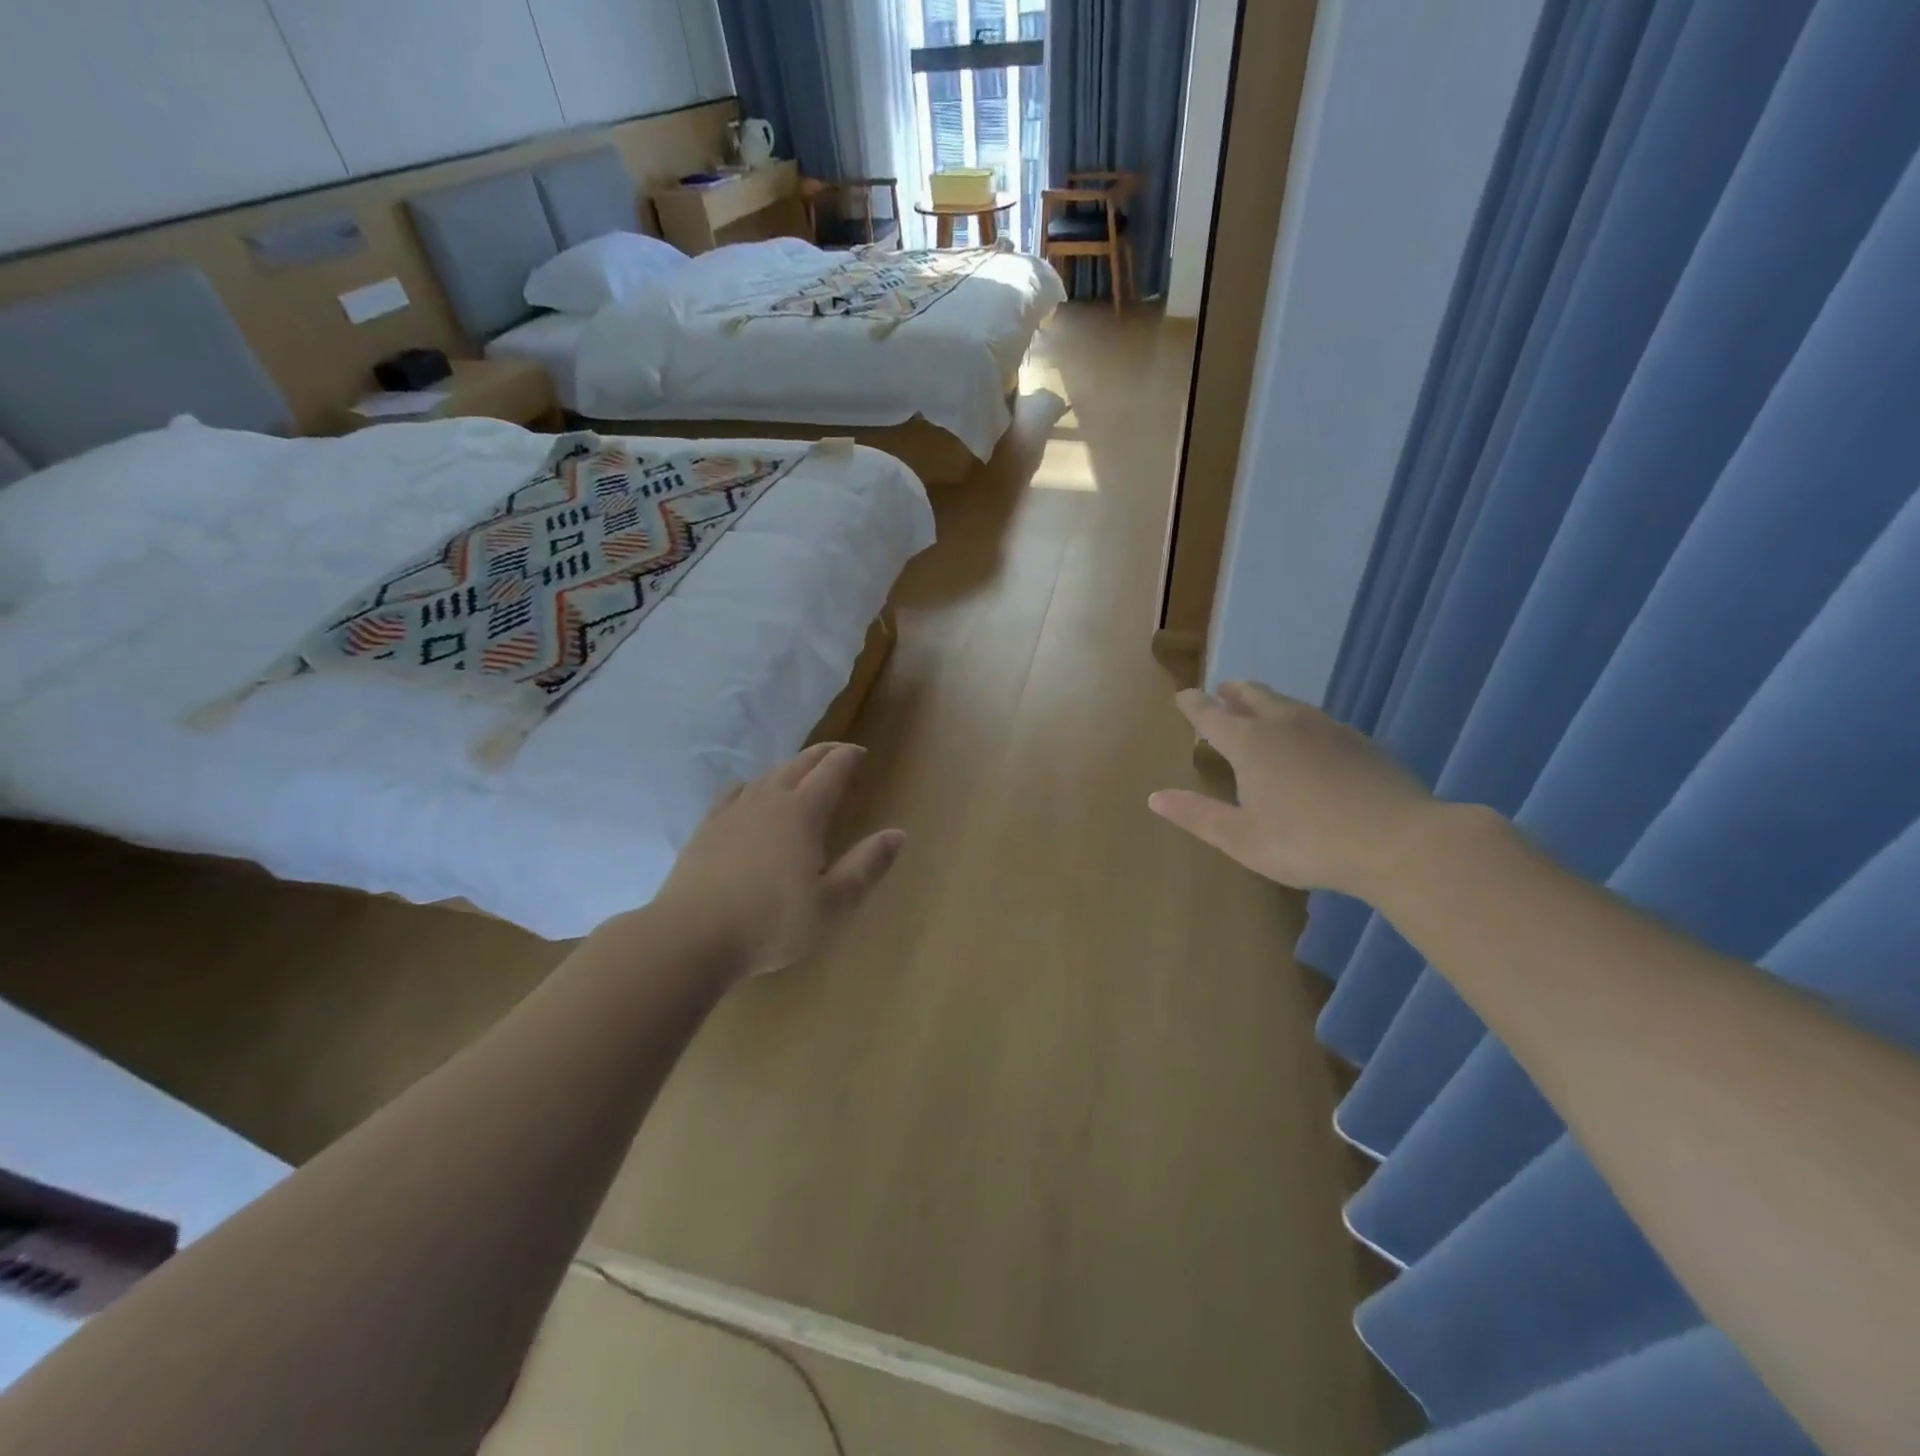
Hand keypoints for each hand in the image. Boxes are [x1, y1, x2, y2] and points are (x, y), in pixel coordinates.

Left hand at [656, 742, 905, 980]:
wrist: (690, 938)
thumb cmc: (771, 924)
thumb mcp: (832, 905)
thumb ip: (866, 867)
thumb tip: (897, 833)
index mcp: (803, 814)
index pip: (831, 772)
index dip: (848, 758)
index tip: (861, 753)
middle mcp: (769, 801)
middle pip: (798, 764)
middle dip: (822, 754)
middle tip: (838, 751)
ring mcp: (733, 812)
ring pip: (767, 775)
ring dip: (790, 766)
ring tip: (801, 771)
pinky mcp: (706, 828)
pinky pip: (735, 792)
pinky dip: (753, 784)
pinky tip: (750, 794)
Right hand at [1148, 682, 1438, 896]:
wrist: (1399, 840)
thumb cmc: (1308, 841)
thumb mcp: (1241, 838)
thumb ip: (1197, 815)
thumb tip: (1154, 797)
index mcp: (1250, 743)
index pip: (1212, 715)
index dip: (1194, 705)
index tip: (1182, 696)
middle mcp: (1285, 724)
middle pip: (1252, 696)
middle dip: (1232, 692)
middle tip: (1221, 690)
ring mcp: (1327, 728)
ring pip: (1287, 704)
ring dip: (1266, 700)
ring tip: (1258, 704)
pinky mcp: (1359, 741)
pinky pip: (1317, 719)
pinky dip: (1299, 719)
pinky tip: (1308, 736)